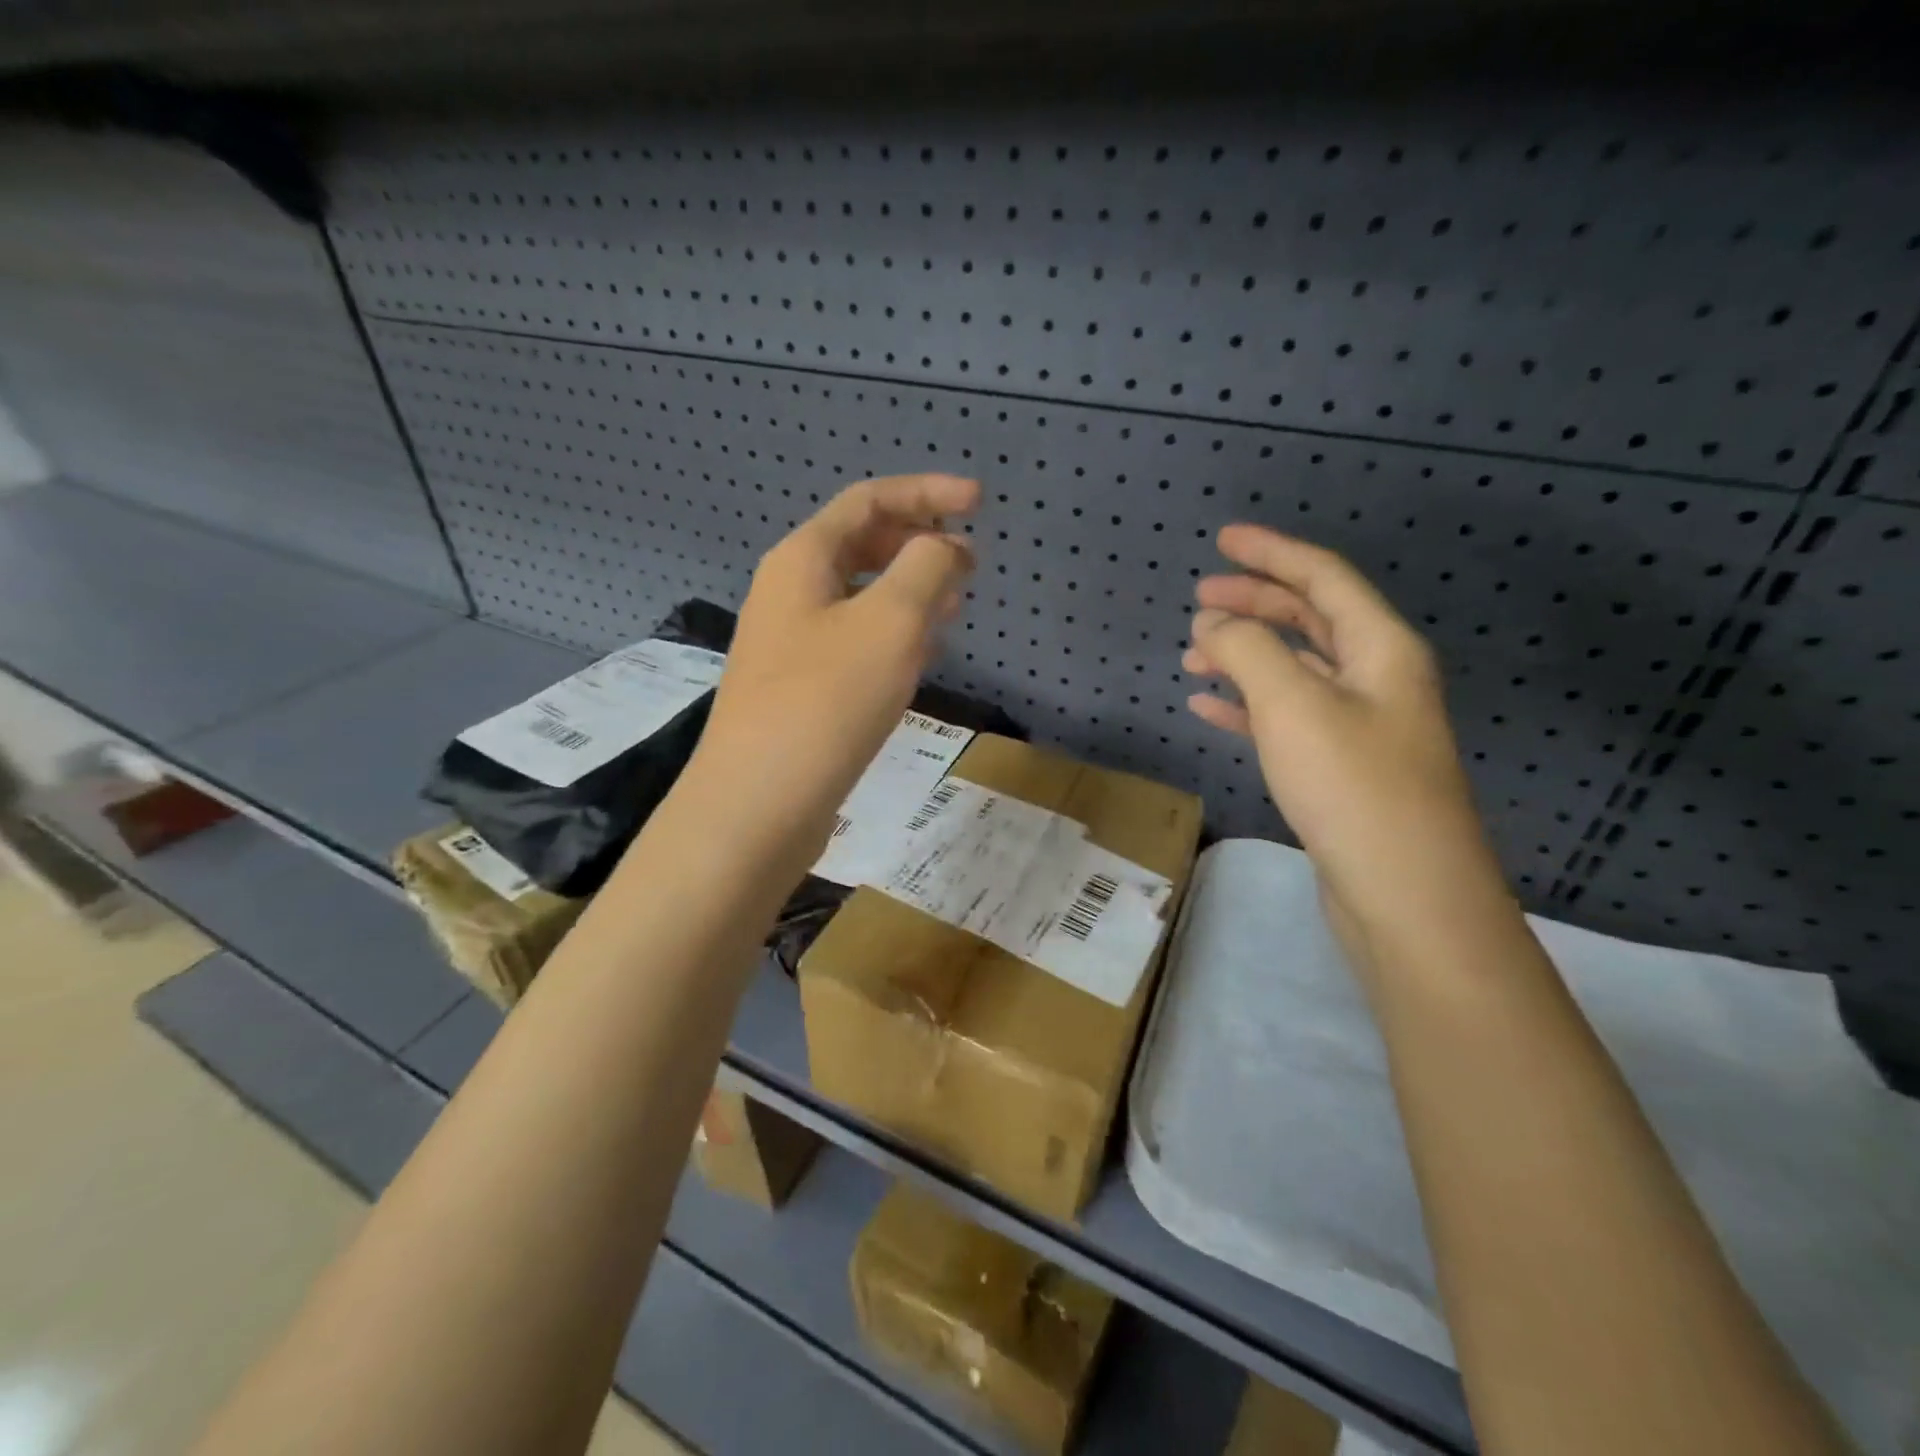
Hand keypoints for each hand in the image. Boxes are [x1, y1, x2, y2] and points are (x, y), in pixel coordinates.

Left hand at [693, 474, 978, 852]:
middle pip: (861, 544)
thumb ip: (926, 568)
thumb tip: (944, 548)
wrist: (759, 803)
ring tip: (956, 605)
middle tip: (971, 564)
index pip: (870, 501)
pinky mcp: (801, 688)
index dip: (927, 493)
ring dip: (910, 590)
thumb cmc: (826, 701)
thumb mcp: (890, 622)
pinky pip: (854, 639)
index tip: (980, 502)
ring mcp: (791, 643)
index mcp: (803, 559)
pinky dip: (893, 633)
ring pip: (861, 596)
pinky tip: (919, 655)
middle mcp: (790, 592)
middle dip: (919, 543)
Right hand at [1184, 524, 1502, 929]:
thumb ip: (1248, 650)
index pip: (1323, 578)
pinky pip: (1286, 716)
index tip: (1223, 539)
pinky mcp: (1339, 767)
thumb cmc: (1353, 787)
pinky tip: (1210, 706)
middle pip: (1310, 619)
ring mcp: (1360, 725)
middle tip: (1199, 598)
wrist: (1405, 895)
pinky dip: (1247, 704)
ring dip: (1246, 654)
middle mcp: (1377, 678)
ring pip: (1295, 669)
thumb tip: (1213, 624)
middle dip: (1255, 602)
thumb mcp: (1294, 704)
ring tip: (1195, 654)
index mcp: (1381, 648)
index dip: (1271, 553)